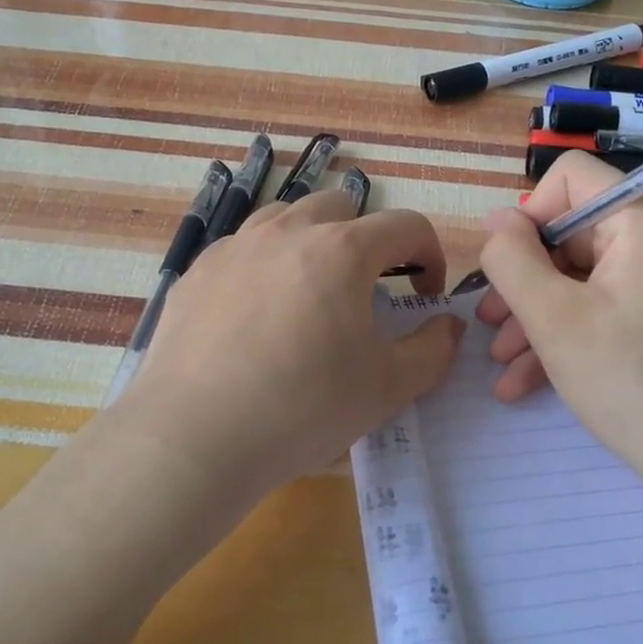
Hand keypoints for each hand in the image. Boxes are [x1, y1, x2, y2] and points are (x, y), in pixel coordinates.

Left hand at [113, 189, 464, 508]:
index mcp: (342, 250)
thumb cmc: (303, 408)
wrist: (194, 436)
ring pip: (286, 217)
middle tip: (367, 289)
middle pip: (341, 207)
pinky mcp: (197, 271)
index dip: (429, 254)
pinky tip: (255, 314)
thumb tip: (448, 326)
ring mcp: (235, 246)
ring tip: (310, 291)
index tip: (425, 294)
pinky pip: (242, 248)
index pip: (405, 225)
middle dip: (367, 239)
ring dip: (311, 241)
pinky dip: (263, 265)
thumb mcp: (387, 388)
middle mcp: (287, 232)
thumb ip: (433, 350)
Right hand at [475, 152, 642, 499]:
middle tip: (489, 324)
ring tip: (501, 361)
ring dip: (536, 316)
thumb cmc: (631, 382)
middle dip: (524, 280)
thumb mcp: (553, 318)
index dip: (528, 214)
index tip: (507, 267)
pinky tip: (526, 381)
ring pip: (584, 280)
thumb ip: (512, 260)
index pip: (573, 178)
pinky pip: (607, 311)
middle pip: (573, 235)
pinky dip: (569, 336)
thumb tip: (496, 221)